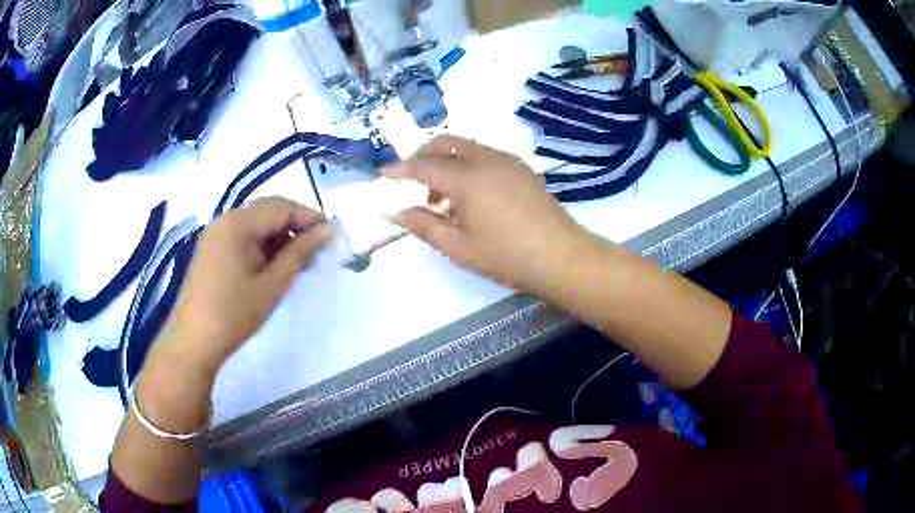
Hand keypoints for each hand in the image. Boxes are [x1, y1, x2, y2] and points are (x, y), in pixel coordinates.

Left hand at [165, 197, 333, 372]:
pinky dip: (261, 244)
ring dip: (278, 236)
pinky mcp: (212, 246)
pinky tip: (271, 264)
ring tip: (296, 260)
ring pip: (256, 222)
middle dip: (294, 226)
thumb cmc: (235, 313)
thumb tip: (329, 230)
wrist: (196, 340)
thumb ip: (301, 252)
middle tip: (315, 249)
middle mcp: (225, 218)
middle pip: (268, 210)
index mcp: (238, 223)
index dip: (309, 218)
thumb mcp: (273, 284)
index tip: (331, 235)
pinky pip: (243, 234)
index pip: (282, 207)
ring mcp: (216, 232)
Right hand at [387, 136, 600, 293]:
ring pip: (467, 147)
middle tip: (413, 181)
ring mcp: (508, 161)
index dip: (399, 169)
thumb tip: (396, 213)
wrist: (561, 256)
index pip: (423, 166)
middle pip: (446, 143)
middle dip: (423, 155)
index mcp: (468, 178)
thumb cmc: (507, 256)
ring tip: (442, 197)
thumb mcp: (458, 246)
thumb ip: (424, 225)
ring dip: (447, 161)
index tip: (382, 174)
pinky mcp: (523, 169)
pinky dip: (468, 165)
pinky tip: (471, 195)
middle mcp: (487, 159)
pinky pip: (486, 155)